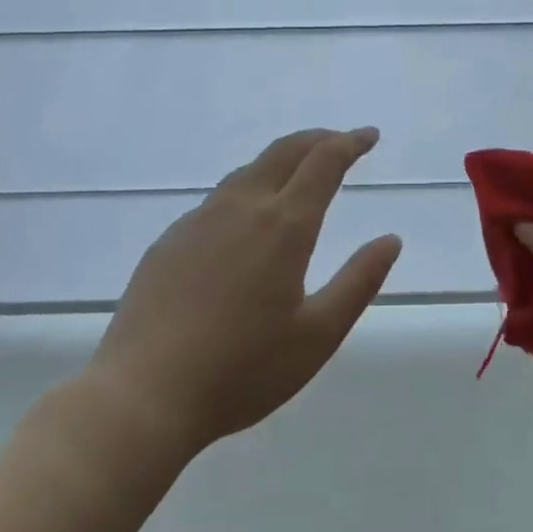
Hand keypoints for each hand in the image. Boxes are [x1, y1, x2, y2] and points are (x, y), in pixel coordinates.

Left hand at [80, 127, 401, 458]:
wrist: (142, 396)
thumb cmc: (242, 370)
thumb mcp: (318, 335)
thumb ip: (359, 282)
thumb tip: (390, 240)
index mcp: (284, 226)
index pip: (324, 162)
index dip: (350, 142)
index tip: (369, 135)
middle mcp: (241, 208)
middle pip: (284, 151)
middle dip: (318, 139)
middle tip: (341, 142)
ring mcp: (199, 220)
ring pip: (248, 171)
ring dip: (282, 161)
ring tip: (299, 174)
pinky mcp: (170, 240)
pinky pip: (218, 200)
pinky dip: (248, 190)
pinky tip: (246, 221)